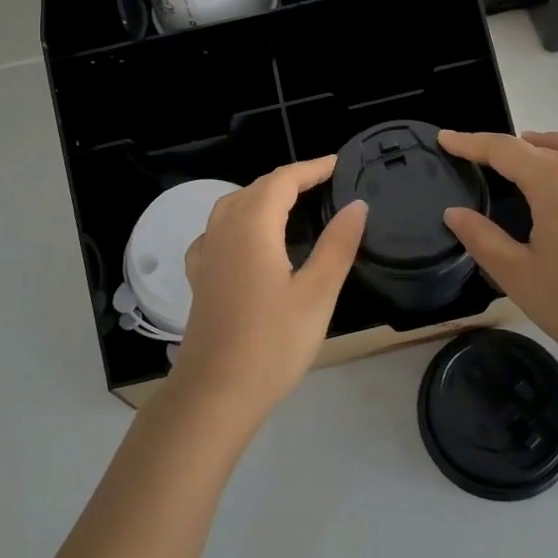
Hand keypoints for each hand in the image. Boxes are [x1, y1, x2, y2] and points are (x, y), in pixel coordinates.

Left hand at [170, 156, 366, 427]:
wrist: (214, 393)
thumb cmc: (272, 343)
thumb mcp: (317, 294)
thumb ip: (338, 245)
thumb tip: (357, 205)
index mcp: (253, 226)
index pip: (283, 180)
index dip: (311, 168)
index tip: (339, 164)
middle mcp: (224, 229)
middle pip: (257, 187)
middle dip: (290, 179)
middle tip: (324, 182)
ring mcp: (206, 253)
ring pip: (233, 205)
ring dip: (262, 195)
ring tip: (291, 203)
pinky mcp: (199, 276)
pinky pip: (217, 230)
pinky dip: (238, 220)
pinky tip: (246, 238)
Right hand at [438, 130, 557, 376]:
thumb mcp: (517, 273)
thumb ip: (482, 238)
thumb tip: (454, 212)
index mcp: (555, 182)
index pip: (505, 150)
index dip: (471, 142)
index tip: (444, 138)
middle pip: (544, 144)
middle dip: (511, 143)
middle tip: (483, 155)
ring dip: (551, 145)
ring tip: (528, 159)